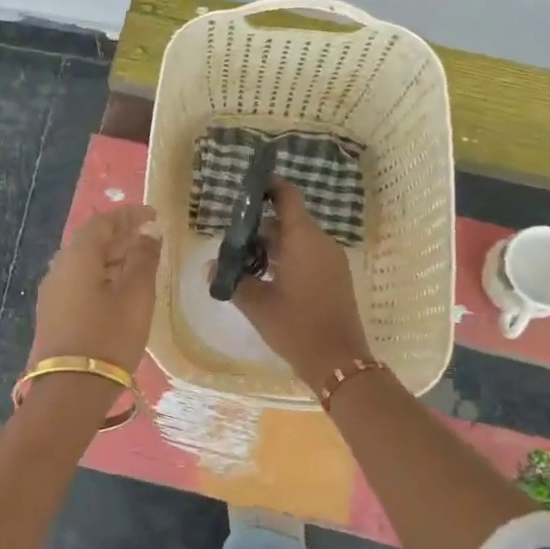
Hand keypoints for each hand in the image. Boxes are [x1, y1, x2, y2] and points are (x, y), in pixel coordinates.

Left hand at [30, 204, 161, 375]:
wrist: (70, 390)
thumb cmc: (109, 336)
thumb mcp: (136, 296)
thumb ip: (143, 260)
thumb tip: (147, 235)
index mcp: (77, 257)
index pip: (103, 222)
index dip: (129, 215)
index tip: (153, 215)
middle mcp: (59, 268)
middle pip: (90, 241)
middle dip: (120, 235)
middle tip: (148, 238)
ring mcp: (52, 293)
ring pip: (84, 263)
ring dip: (111, 257)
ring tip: (139, 263)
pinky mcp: (53, 314)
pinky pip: (79, 282)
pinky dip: (102, 276)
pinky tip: (119, 290)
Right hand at [229, 180, 372, 392]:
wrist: (339, 362)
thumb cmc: (296, 327)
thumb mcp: (257, 305)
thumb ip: (232, 281)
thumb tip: (210, 268)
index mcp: (303, 239)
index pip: (287, 196)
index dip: (269, 186)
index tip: (248, 186)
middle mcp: (321, 242)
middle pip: (289, 220)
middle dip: (260, 226)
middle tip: (232, 239)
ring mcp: (332, 260)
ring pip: (298, 239)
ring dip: (273, 245)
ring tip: (245, 262)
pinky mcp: (336, 276)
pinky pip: (309, 254)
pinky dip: (288, 257)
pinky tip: (268, 278)